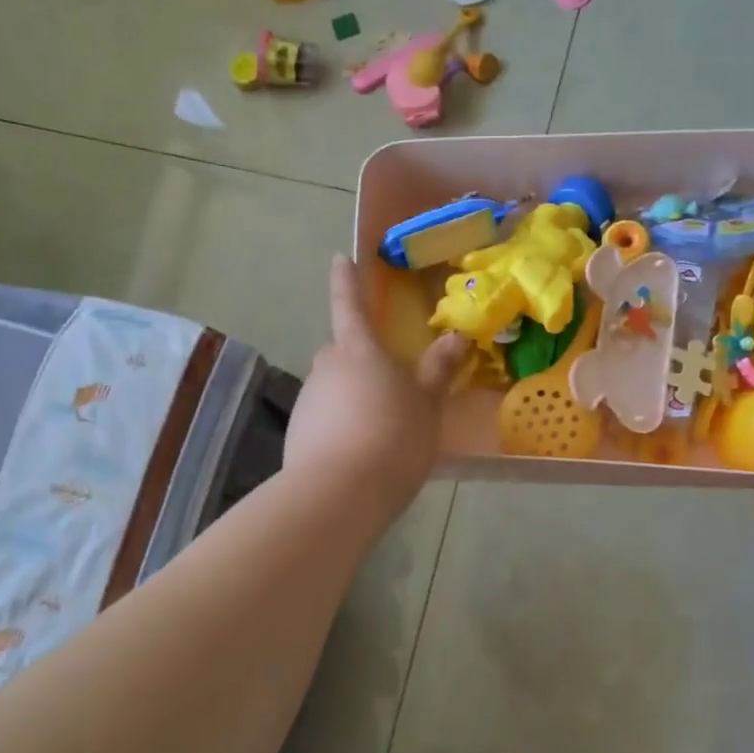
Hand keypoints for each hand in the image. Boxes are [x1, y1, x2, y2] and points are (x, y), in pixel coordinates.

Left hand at [284, 257, 469, 517]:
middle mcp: (326, 367)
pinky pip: (324, 418)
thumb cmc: (393, 437)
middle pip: (341, 352)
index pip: (350, 305)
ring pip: (332, 387)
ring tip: (378, 430)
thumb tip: (456, 336)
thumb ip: (438, 370)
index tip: (339, 259)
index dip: (346, 281)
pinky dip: (338, 425)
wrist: (340, 493)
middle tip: (386, 384)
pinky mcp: (297, 433)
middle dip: (358, 359)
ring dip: (350, 397)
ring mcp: (308, 400)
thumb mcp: (426, 405)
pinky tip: (358, 453)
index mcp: (358, 350)